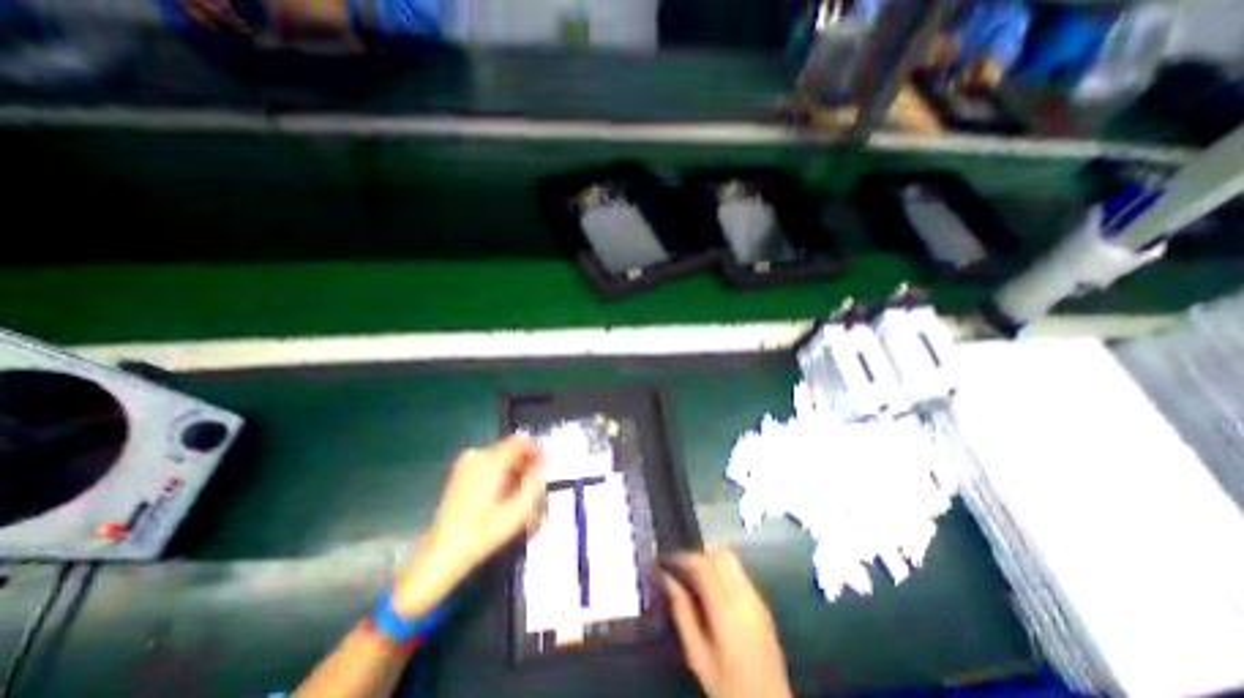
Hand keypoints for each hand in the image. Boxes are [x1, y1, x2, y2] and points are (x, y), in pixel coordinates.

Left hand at [390, 436, 542, 616]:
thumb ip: (536, 480)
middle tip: (533, 483)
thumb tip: (545, 462)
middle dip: (525, 461)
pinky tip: (501, 493)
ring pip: (501, 455)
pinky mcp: (460, 470)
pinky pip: (489, 462)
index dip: (538, 450)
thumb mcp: (519, 509)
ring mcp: (466, 461)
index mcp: (492, 461)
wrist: (445, 551)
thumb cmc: (485, 531)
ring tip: (517, 492)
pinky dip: (499, 471)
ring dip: (513, 467)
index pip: (523, 441)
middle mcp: (478, 454)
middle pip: (511, 447)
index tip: (544, 466)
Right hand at [666, 550, 790, 697]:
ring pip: (731, 559)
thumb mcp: (696, 654)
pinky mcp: (762, 602)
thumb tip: (666, 578)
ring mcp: (756, 598)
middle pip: (719, 555)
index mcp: (725, 611)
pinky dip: (722, 568)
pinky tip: (712, 585)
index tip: (666, 561)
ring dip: (710, 558)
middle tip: (680, 565)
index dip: (683, 557)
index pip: (703, 565)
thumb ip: (681, 612)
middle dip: (697, 553)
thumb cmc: (727, 685)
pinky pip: (739, 572)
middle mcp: (744, 597)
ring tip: (693, 573)